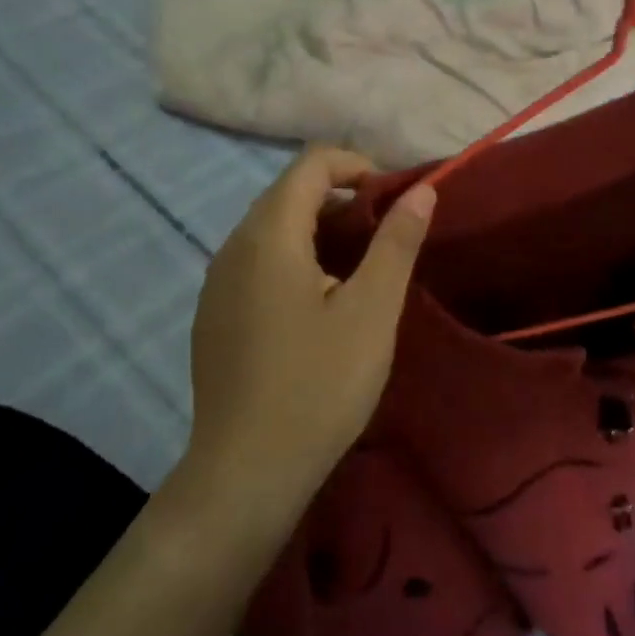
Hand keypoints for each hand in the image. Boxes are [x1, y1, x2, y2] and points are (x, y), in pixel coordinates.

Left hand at [184, 146, 434, 514]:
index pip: (310, 164)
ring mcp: (216, 283)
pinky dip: (292, 260)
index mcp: (269, 235)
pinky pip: (255, 263)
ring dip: (317, 231)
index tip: (393, 199)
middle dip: (340, 198)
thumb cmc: (318, 385)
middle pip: (288, 193)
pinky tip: (316, 306)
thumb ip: (396, 243)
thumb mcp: (371, 311)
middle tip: (384, 235)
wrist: (246, 471)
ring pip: (270, 230)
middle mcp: (232, 246)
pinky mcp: (214, 314)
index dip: (357, 166)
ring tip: (358, 269)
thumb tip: (421, 191)